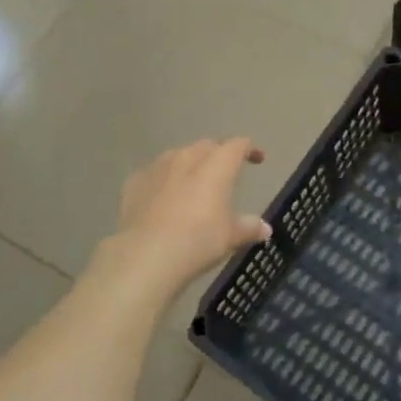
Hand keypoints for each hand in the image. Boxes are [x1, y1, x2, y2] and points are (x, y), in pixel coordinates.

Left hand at [112, 138, 270, 286]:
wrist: (147, 255)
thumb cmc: (198, 240)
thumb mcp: (230, 237)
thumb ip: (249, 227)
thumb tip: (265, 228)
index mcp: (217, 166)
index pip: (237, 145)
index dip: (249, 149)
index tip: (257, 159)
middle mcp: (187, 158)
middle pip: (207, 146)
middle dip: (218, 154)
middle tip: (225, 171)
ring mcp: (157, 167)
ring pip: (178, 155)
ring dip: (189, 164)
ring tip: (193, 182)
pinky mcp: (135, 182)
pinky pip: (154, 174)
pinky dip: (163, 181)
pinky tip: (162, 198)